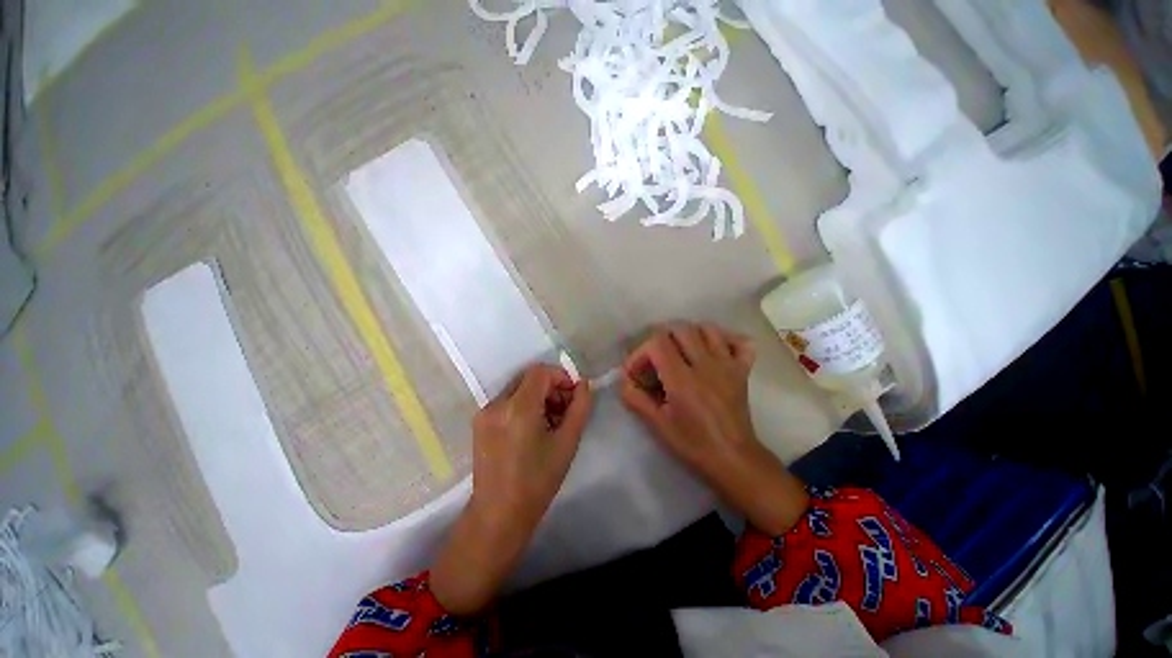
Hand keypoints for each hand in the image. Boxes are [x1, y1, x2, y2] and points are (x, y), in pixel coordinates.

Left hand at [432, 364, 592, 614]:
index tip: (573, 395)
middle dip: (551, 387)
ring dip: (538, 396)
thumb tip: (584, 385)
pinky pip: (507, 401)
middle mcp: (497, 404)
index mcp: (518, 408)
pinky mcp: (480, 422)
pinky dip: (524, 405)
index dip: (561, 376)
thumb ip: (580, 408)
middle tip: (564, 411)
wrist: (499, 514)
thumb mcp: (567, 443)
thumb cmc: (538, 481)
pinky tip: (533, 429)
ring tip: (550, 422)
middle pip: (528, 378)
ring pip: (518, 388)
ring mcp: (485, 412)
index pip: (540, 372)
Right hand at [620, 324, 807, 534]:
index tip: (637, 372)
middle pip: (680, 328)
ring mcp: (727, 365)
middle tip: (655, 359)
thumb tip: (624, 381)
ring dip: (689, 334)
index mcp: (682, 379)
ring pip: (707, 329)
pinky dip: (726, 339)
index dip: (640, 353)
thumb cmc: (693, 444)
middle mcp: (705, 364)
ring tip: (680, 351)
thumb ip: (636, 399)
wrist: (734, 459)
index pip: (657, 342)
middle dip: (660, 339)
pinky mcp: (742, 370)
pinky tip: (714, 350)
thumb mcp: (658, 425)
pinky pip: (739, 342)